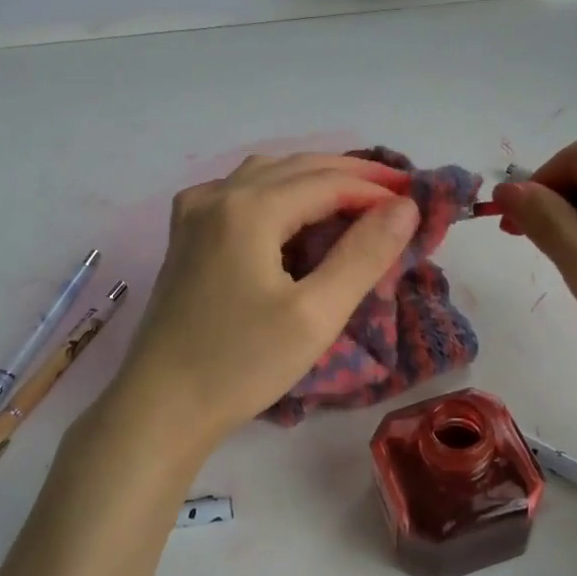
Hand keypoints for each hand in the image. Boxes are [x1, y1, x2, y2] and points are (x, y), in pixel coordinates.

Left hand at [107, 154, 420, 455]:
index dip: (374, 189)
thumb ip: (364, 256)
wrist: (161, 407)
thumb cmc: (241, 364)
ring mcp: (193, 215)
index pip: (326, 181)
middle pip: (294, 168)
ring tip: (353, 199)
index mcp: (248, 208)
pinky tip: (291, 216)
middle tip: (395, 193)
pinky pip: (238, 195)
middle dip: (348, 175)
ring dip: (311, 180)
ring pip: (264, 176)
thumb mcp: (315, 315)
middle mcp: (216, 196)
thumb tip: (404, 207)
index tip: (415, 202)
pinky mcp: (184, 238)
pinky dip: (277, 194)